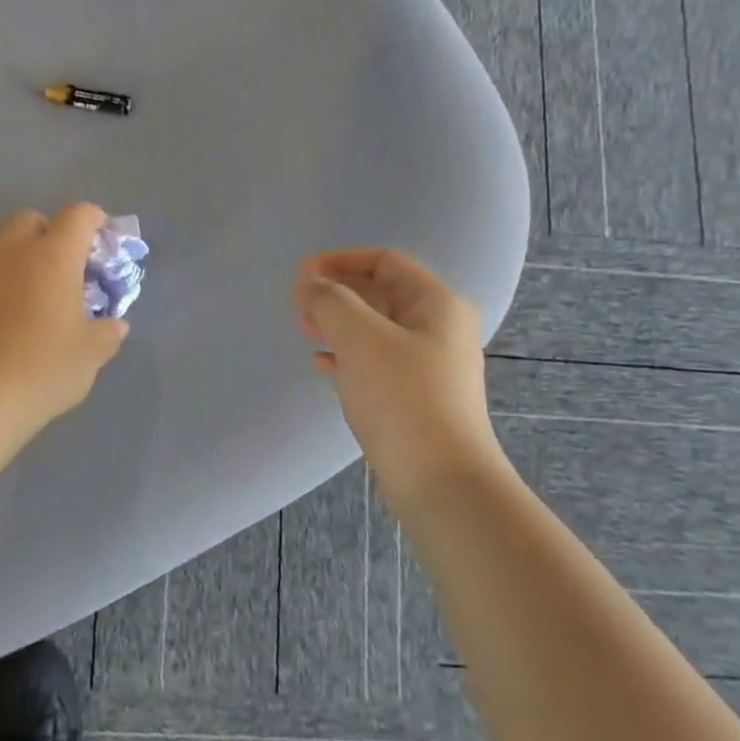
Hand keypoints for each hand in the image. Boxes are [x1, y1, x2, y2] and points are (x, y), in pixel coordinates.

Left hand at [0, 204, 128, 429]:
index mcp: (53, 256)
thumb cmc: (44, 367)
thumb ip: (107, 333)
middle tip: (58, 263)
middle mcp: (11, 252)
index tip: (101, 235)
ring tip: (20, 283)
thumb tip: (116, 325)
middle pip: (29, 219)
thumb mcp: (90, 355)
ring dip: (10, 252)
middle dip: (46, 231)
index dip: (93, 219)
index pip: (78, 215)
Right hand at [294, 249, 503, 502]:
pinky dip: (348, 356)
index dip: (341, 261)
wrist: (439, 479)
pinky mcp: (416, 398)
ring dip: (339, 324)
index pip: (386, 262)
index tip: (302, 273)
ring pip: (376, 330)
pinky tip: (322, 365)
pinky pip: (376, 363)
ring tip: (305, 328)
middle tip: (299, 301)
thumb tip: (309, 283)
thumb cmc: (401, 397)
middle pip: (382, 295)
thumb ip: (330, 301)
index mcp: (437, 305)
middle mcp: (439, 329)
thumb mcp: (360, 338)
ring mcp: (430, 366)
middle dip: (338, 293)